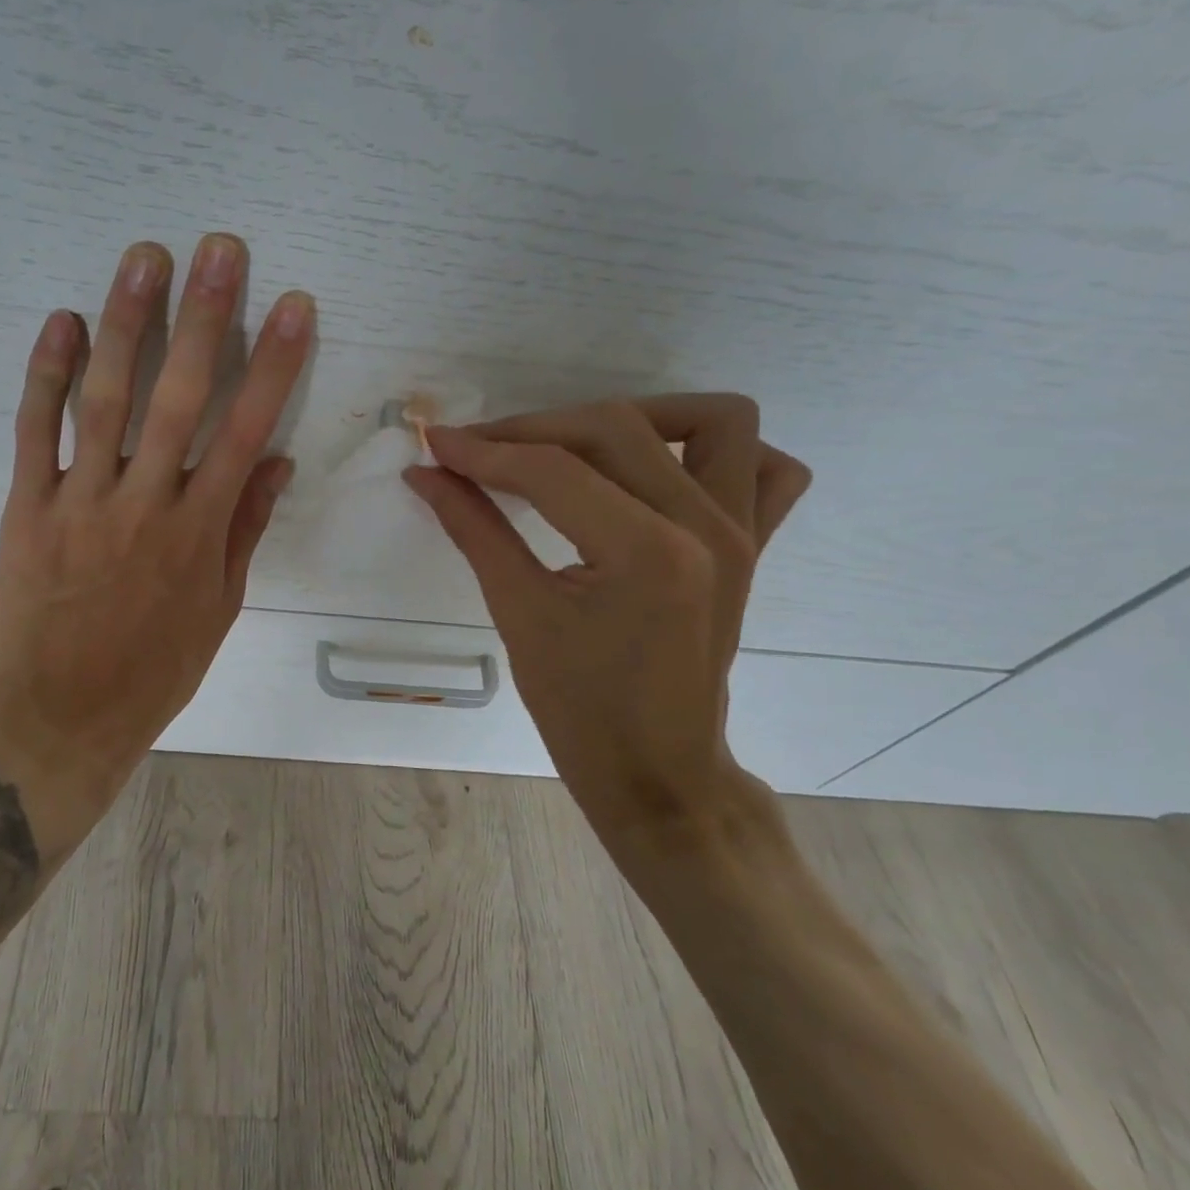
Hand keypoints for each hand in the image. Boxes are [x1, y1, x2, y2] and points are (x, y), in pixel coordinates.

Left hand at [0, 235, 313, 843]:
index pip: (246, 430)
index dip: (274, 364)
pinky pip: (35, 432)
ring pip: (106, 399)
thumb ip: (245, 529)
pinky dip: (47, 374)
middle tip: (219, 249)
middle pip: (181, 397)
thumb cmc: (153, 671)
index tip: (293, 306)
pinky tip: (64, 321)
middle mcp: (145, 505)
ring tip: (145, 258)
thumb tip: (275, 461)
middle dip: (204, 318)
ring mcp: (81, 502)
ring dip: (127, 324)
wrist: (59, 721)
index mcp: (200, 532)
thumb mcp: (219, 609)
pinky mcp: (26, 509)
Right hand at [404, 396, 809, 852]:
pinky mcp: (754, 545)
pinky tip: (658, 471)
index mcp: (646, 552)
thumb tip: (425, 472)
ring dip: (638, 417)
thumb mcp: (518, 613)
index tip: (435, 443)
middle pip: (615, 428)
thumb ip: (472, 528)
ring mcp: (742, 533)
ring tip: (574, 447)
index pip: (551, 469)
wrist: (657, 772)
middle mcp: (707, 527)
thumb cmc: (579, 709)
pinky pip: (764, 467)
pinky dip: (714, 452)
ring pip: (713, 421)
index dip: (484, 450)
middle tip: (479, 453)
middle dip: (534, 430)